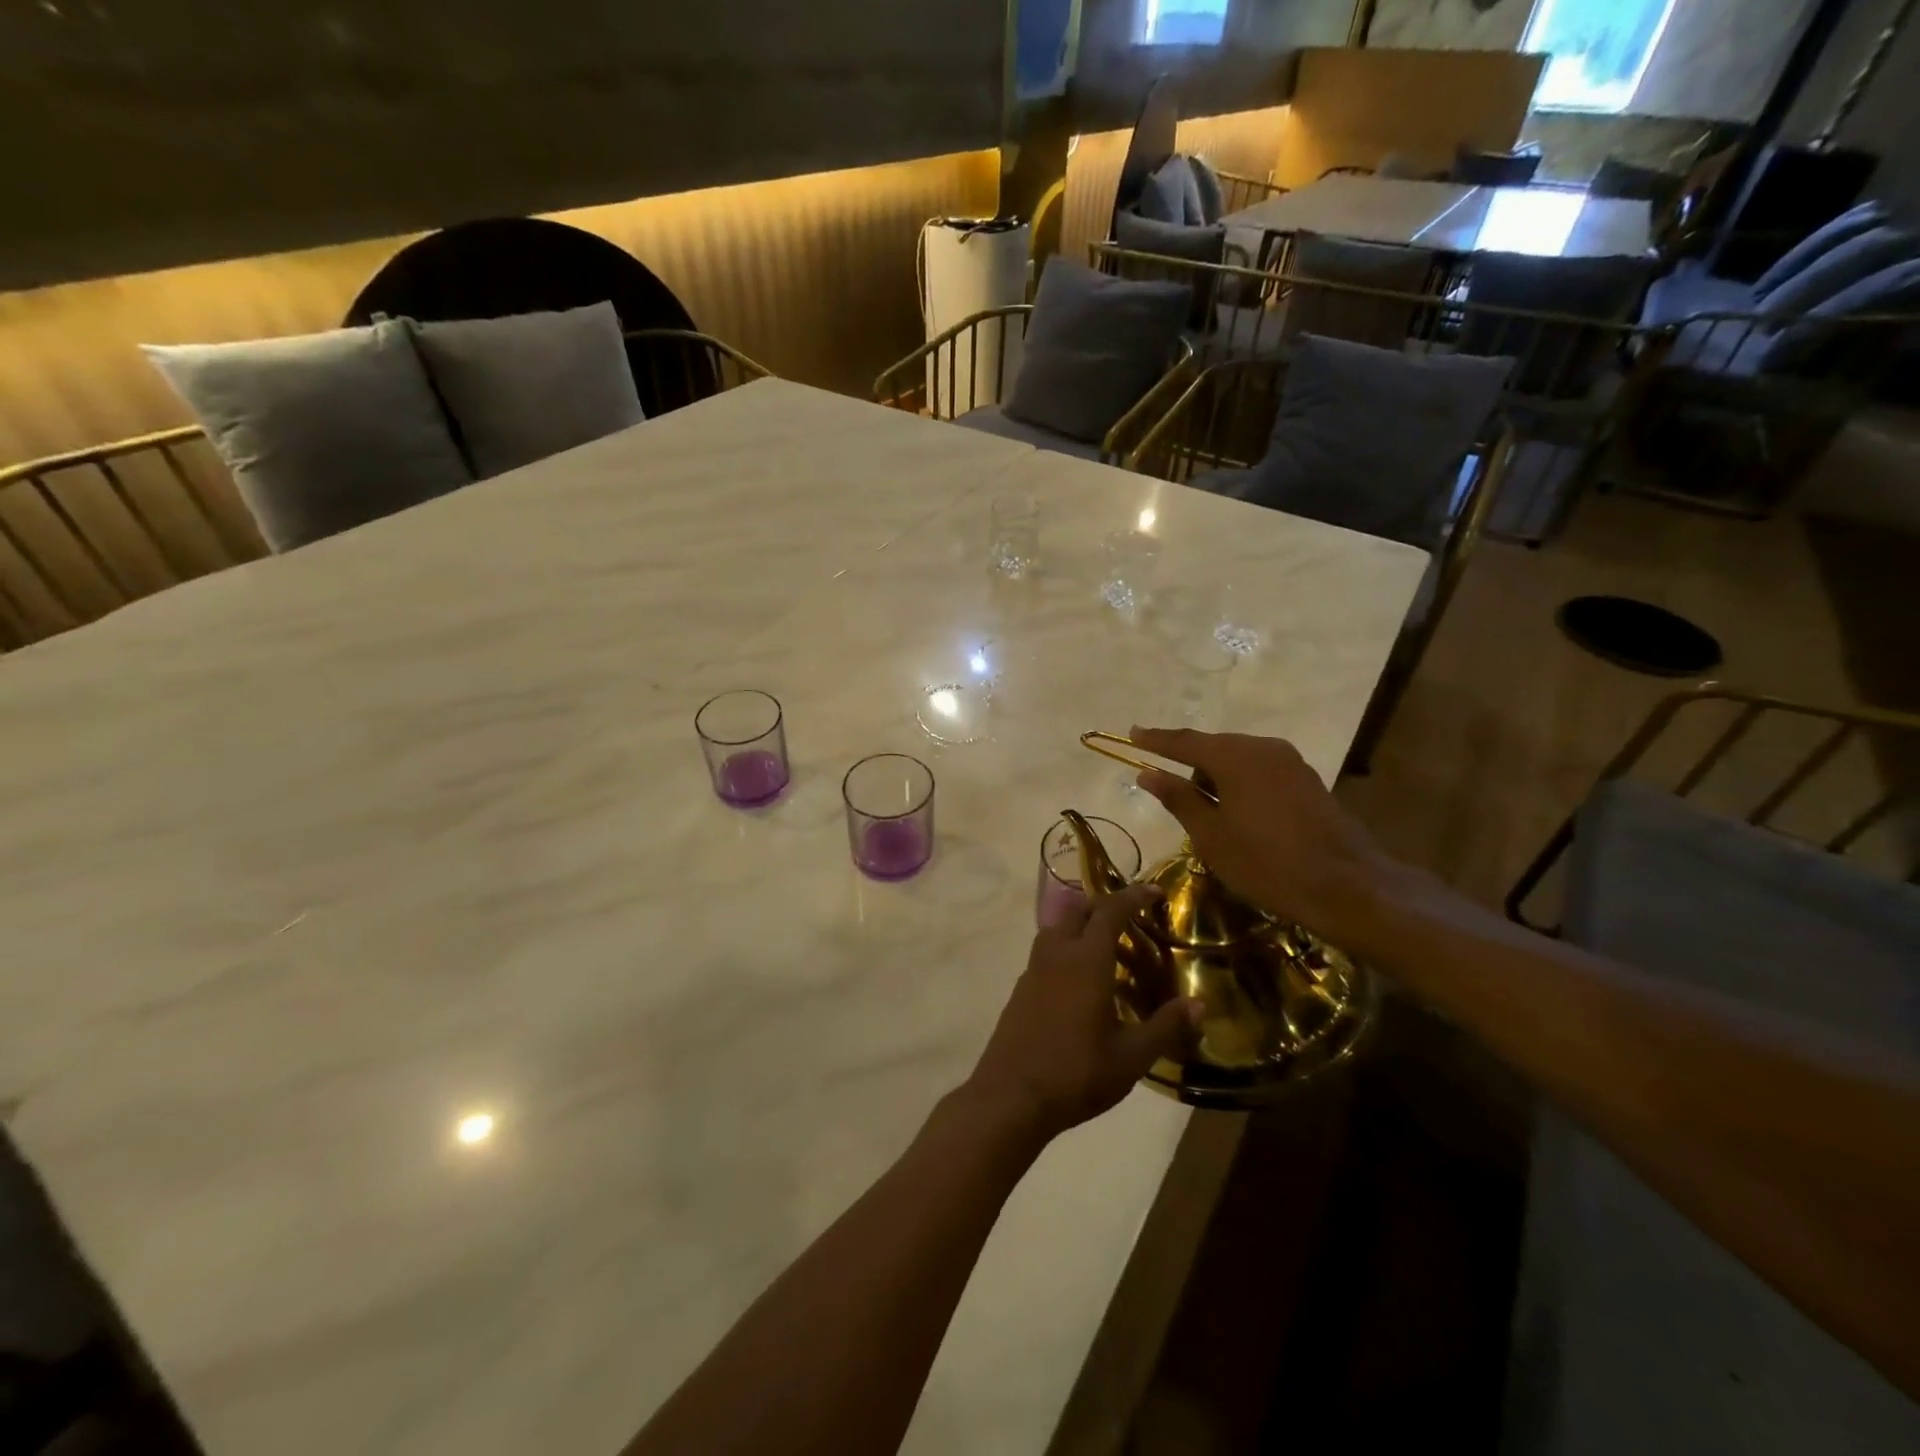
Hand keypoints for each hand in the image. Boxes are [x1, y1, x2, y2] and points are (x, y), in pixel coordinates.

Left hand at [966, 883, 1201, 1141]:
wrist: (1011, 1096)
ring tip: (1106, 949)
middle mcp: (1056, 954)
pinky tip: (1079, 982)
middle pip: (1077, 910)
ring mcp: (1033, 971)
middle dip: (1103, 905)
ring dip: (1080, 927)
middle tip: (1129, 919)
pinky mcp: (1020, 990)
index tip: (1154, 891)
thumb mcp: (1131, 1057)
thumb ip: (1166, 1027)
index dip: (1133, 896)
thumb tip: (1199, 1005)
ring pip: (1056, 930)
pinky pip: (1045, 954)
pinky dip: (1065, 951)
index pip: (1110, 911)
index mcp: (1085, 960)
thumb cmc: (1076, 1073)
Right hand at [1127, 727, 1396, 946]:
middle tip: (1168, 788)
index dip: (1155, 740)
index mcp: (1234, 757)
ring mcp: (1290, 762)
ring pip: (1239, 760)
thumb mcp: (1211, 835)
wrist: (1347, 886)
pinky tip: (1238, 814)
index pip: (1184, 742)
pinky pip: (1260, 772)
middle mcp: (1263, 748)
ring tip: (1206, 815)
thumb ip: (1178, 798)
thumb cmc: (1266, 863)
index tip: (1131, 733)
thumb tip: (1147, 773)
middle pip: (1213, 748)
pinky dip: (1241, 785)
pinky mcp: (1307, 780)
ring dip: (1217, 778)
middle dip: (1188, 765)